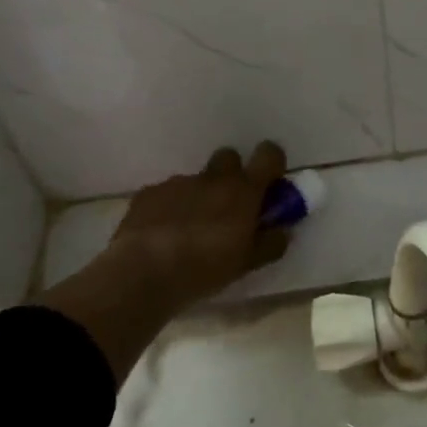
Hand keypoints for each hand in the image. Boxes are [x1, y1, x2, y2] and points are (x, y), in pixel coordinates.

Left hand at [105, 141, 291, 307]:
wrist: (143, 272)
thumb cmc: (204, 268)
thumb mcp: (247, 264)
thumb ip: (271, 243)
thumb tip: (283, 231)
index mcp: (243, 190)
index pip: (269, 154)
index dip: (272, 162)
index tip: (269, 182)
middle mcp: (213, 178)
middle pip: (229, 157)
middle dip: (231, 175)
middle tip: (228, 208)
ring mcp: (178, 183)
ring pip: (196, 180)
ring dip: (198, 197)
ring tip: (188, 232)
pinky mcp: (148, 193)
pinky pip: (166, 194)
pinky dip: (169, 209)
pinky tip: (161, 236)